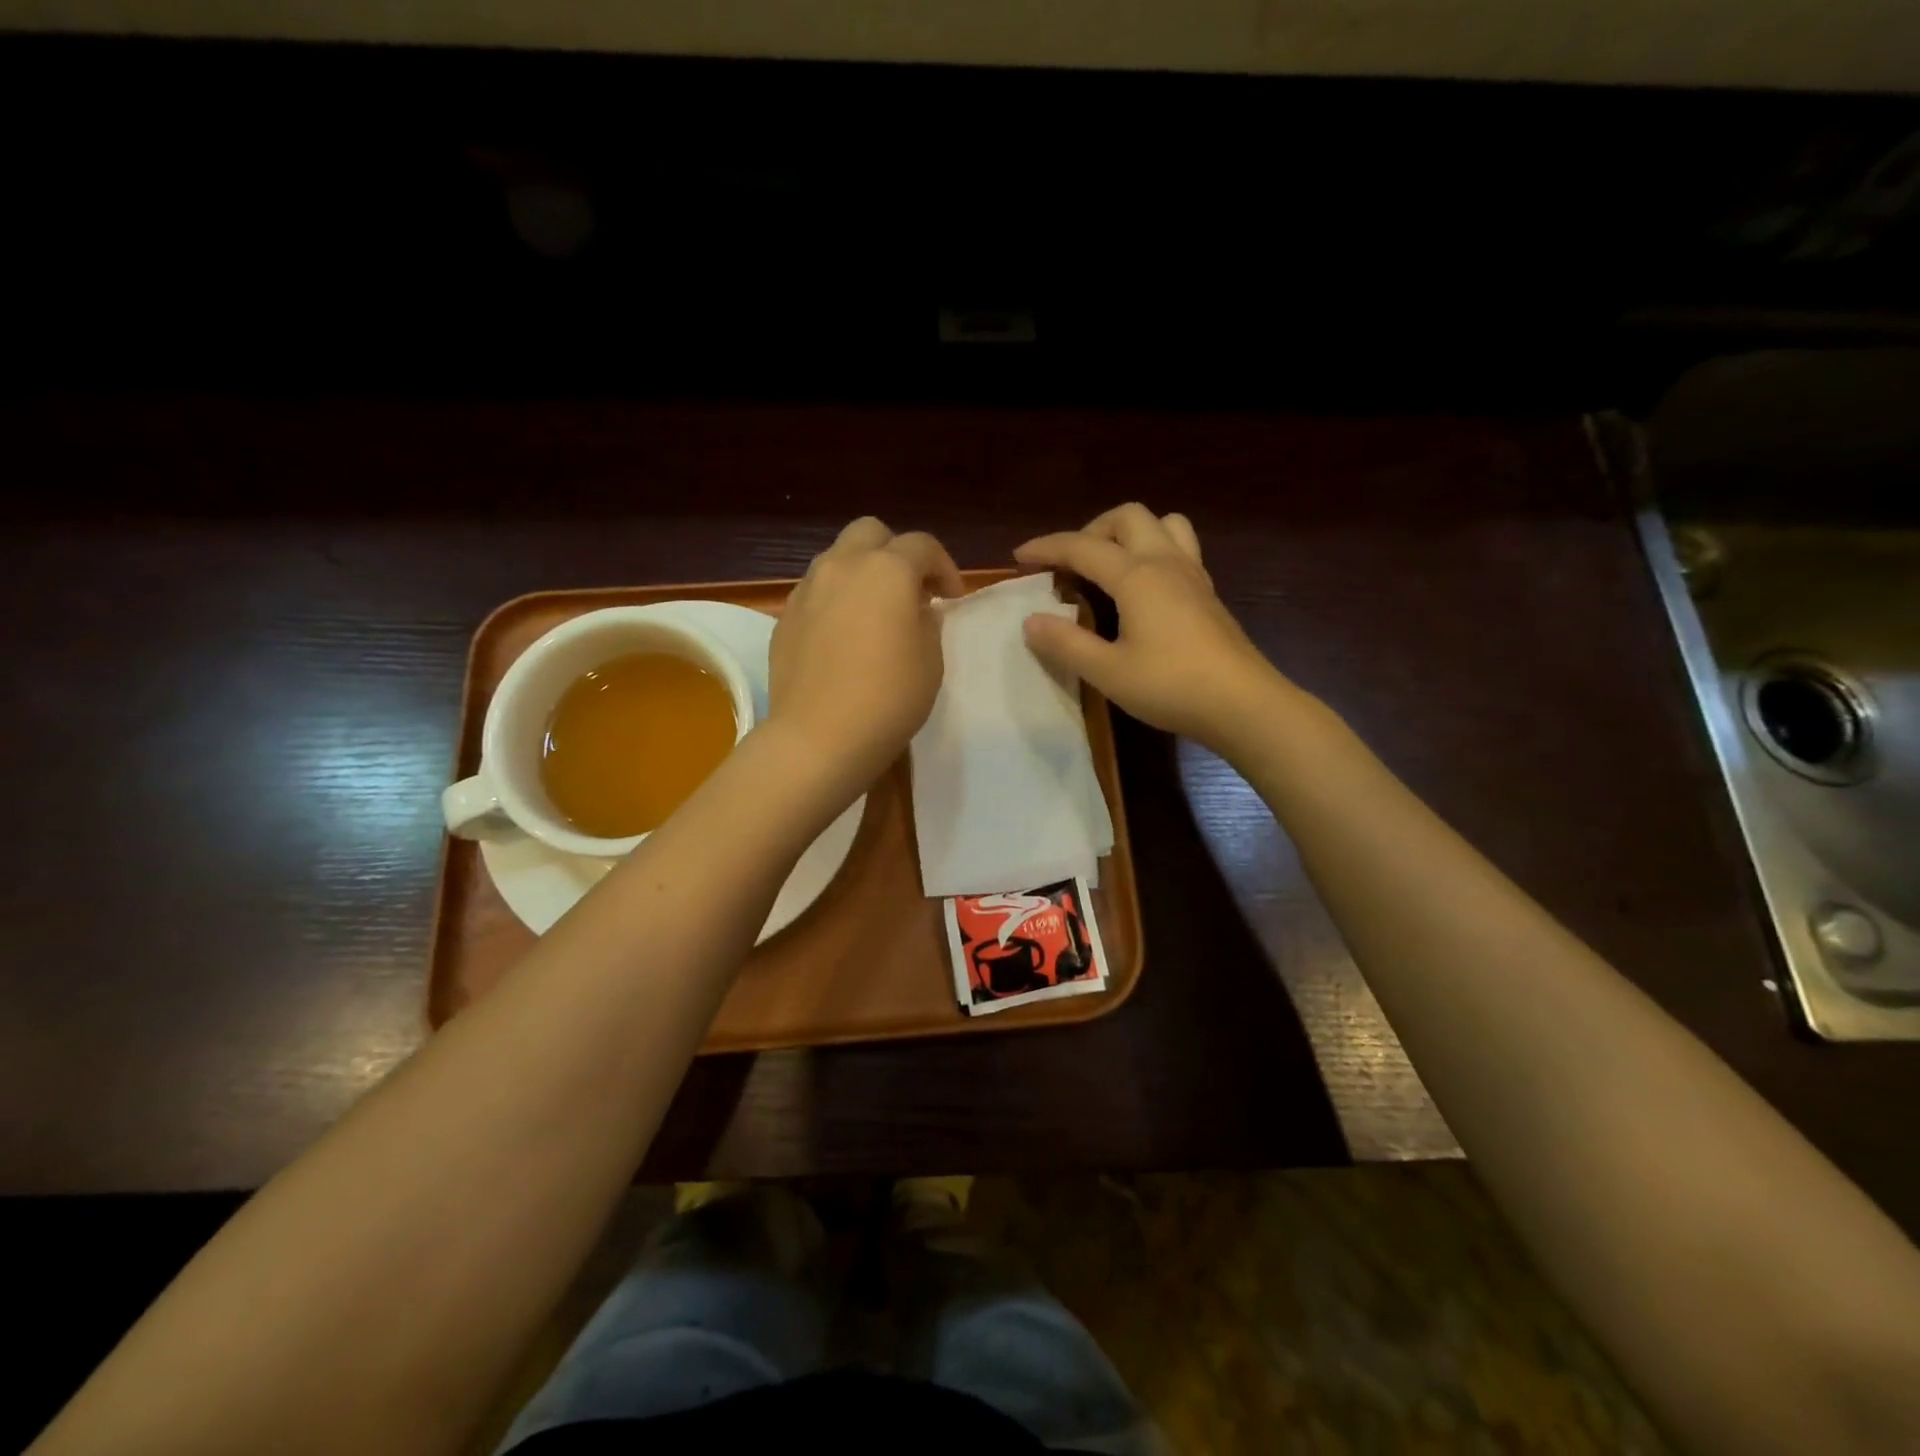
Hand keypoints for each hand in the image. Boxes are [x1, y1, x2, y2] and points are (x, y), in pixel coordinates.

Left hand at [769, 516, 963, 795]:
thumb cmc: (888, 699)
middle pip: (871, 532)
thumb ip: (927, 622)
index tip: (951, 599)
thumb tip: (917, 610)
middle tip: (911, 591)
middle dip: (896, 552)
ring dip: (862, 573)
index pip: (922, 545)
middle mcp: (842, 566)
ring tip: (875, 612)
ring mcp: (807, 589)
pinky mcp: (785, 617)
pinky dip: (836, 600)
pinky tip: (844, 636)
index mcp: (887, 570)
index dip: (944, 567)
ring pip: (837, 559)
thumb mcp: (930, 661)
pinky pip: (816, 592)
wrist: (818, 738)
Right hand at [1014, 503, 1295, 751]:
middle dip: (1091, 529)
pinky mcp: (1208, 594)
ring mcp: (1193, 575)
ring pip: (1163, 524)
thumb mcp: (1107, 671)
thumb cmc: (1171, 686)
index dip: (1047, 548)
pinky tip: (1142, 588)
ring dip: (1129, 532)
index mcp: (1137, 575)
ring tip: (1109, 564)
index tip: (1019, 556)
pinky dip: (1152, 551)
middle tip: (1069, 562)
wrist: (1243, 704)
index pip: (1082, 547)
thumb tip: (1031, 621)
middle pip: (1128, 517)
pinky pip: (1179, 549)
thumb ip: (1066, 643)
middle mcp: (1166, 562)